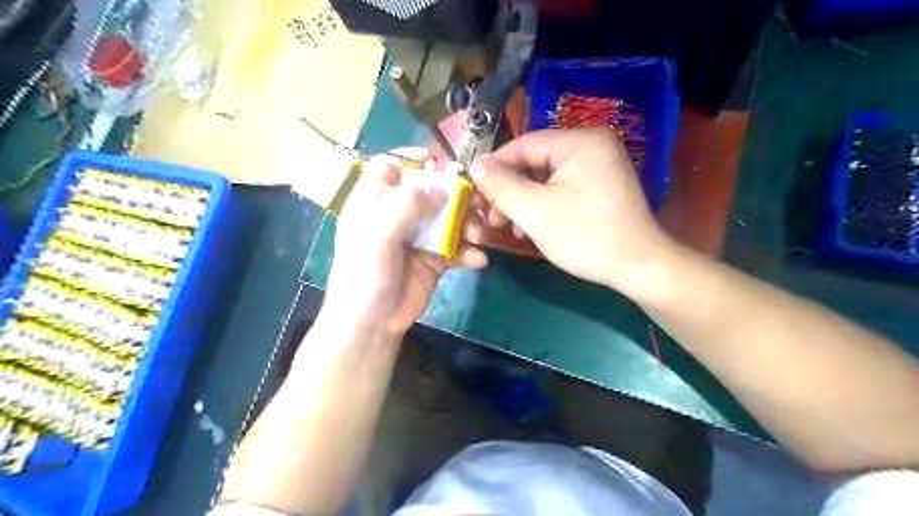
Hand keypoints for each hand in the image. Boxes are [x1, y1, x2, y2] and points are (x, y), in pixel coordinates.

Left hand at [326, 147, 490, 334]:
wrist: (373, 324)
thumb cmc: (365, 275)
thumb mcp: (376, 235)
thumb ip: (405, 205)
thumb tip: (440, 189)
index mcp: (376, 202)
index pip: (392, 167)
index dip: (414, 160)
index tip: (441, 164)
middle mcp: (399, 215)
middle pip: (432, 191)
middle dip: (458, 196)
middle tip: (478, 204)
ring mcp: (420, 237)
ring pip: (451, 218)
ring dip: (469, 224)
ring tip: (477, 238)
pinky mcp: (435, 259)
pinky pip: (458, 247)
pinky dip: (469, 252)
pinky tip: (476, 261)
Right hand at [473, 127, 673, 291]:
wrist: (638, 268)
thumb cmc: (586, 236)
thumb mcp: (535, 211)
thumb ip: (501, 185)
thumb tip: (476, 166)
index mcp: (579, 141)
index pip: (523, 145)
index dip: (494, 168)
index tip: (473, 191)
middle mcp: (591, 146)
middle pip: (534, 162)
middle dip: (509, 191)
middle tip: (492, 218)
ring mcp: (598, 166)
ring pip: (545, 178)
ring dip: (523, 202)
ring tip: (509, 228)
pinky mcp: (600, 186)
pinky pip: (561, 188)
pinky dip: (542, 206)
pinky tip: (531, 228)